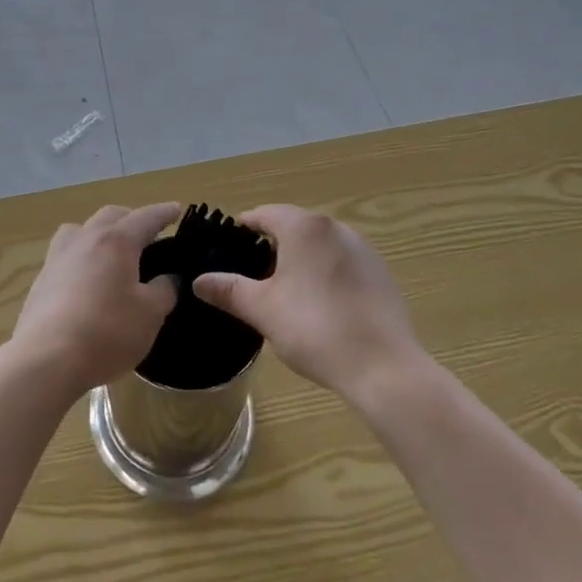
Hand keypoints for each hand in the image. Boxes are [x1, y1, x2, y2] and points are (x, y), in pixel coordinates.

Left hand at [9, 203, 180, 397]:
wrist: (46, 359)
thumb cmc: (107, 332)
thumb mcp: (150, 314)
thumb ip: (164, 290)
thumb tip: (168, 278)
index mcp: (116, 241)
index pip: (145, 218)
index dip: (163, 213)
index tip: (176, 209)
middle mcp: (85, 239)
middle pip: (110, 216)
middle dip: (130, 219)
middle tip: (147, 233)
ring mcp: (58, 258)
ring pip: (80, 230)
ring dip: (98, 232)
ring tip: (110, 250)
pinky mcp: (41, 281)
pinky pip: (65, 255)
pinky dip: (81, 257)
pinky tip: (86, 280)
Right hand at [194, 205, 423, 398]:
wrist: (383, 367)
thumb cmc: (314, 329)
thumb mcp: (263, 310)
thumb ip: (229, 290)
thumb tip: (198, 281)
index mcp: (304, 228)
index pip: (265, 214)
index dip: (244, 228)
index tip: (228, 246)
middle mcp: (335, 228)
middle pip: (294, 226)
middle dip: (272, 244)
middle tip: (251, 273)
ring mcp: (363, 250)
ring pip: (320, 245)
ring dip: (300, 259)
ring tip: (283, 290)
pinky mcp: (381, 274)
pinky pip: (342, 263)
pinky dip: (325, 273)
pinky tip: (320, 305)